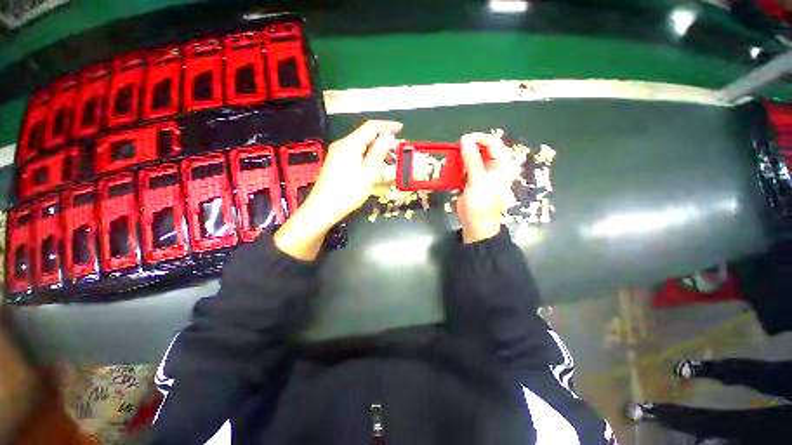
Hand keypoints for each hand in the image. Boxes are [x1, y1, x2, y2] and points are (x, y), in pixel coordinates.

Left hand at [274, 120, 402, 259]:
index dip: (387, 126)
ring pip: (360, 144)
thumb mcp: (368, 174)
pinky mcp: (336, 161)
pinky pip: (355, 152)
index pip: (371, 127)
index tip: (401, 129)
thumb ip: (377, 154)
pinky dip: (367, 155)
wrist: (323, 208)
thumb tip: (387, 136)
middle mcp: (342, 144)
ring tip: (389, 161)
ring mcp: (338, 153)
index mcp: (350, 144)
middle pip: (365, 135)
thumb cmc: (348, 193)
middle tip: (397, 151)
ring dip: (376, 149)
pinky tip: (375, 165)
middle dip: (383, 139)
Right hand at [456, 133, 512, 242]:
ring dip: (462, 157)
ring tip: (453, 159)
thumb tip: (465, 140)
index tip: (464, 139)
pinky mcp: (472, 179)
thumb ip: (472, 158)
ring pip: (472, 157)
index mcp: (502, 165)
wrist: (475, 222)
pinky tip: (453, 168)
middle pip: (482, 149)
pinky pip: (465, 167)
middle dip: (469, 148)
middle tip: (456, 149)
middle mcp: (494, 166)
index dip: (479, 139)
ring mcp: (482, 173)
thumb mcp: (478, 179)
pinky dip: (459, 166)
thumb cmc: (482, 202)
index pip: (493, 143)